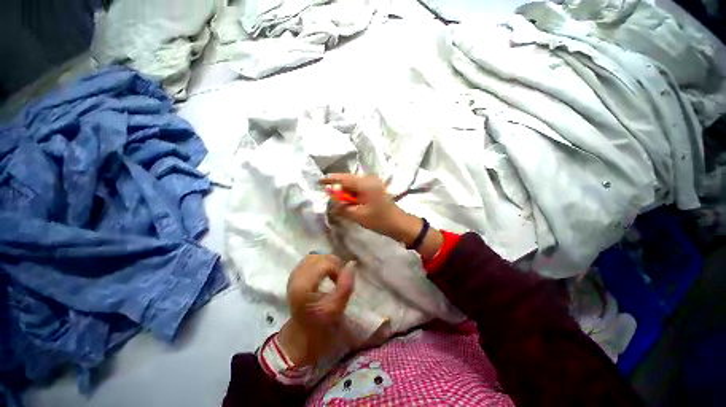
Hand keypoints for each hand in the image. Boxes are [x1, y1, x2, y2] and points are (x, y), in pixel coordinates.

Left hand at [278, 254, 353, 365]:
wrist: (303, 330)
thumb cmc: (321, 322)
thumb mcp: (336, 307)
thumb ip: (345, 286)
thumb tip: (352, 264)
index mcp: (303, 286)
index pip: (324, 264)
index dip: (337, 269)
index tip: (342, 281)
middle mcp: (295, 276)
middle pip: (319, 258)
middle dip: (334, 263)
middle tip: (340, 277)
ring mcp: (294, 273)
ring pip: (315, 256)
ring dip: (328, 262)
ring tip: (333, 274)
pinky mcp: (295, 273)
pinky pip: (310, 259)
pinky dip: (321, 263)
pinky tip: (325, 273)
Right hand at [320, 174, 421, 244]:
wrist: (399, 224)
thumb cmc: (380, 220)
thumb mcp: (358, 215)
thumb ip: (342, 206)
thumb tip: (331, 197)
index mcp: (366, 183)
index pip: (343, 178)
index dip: (330, 180)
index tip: (318, 182)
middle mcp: (369, 179)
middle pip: (348, 180)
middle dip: (338, 188)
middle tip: (328, 196)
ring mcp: (373, 183)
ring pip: (353, 184)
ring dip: (345, 192)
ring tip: (339, 202)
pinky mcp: (375, 188)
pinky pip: (359, 188)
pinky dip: (352, 194)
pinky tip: (349, 201)